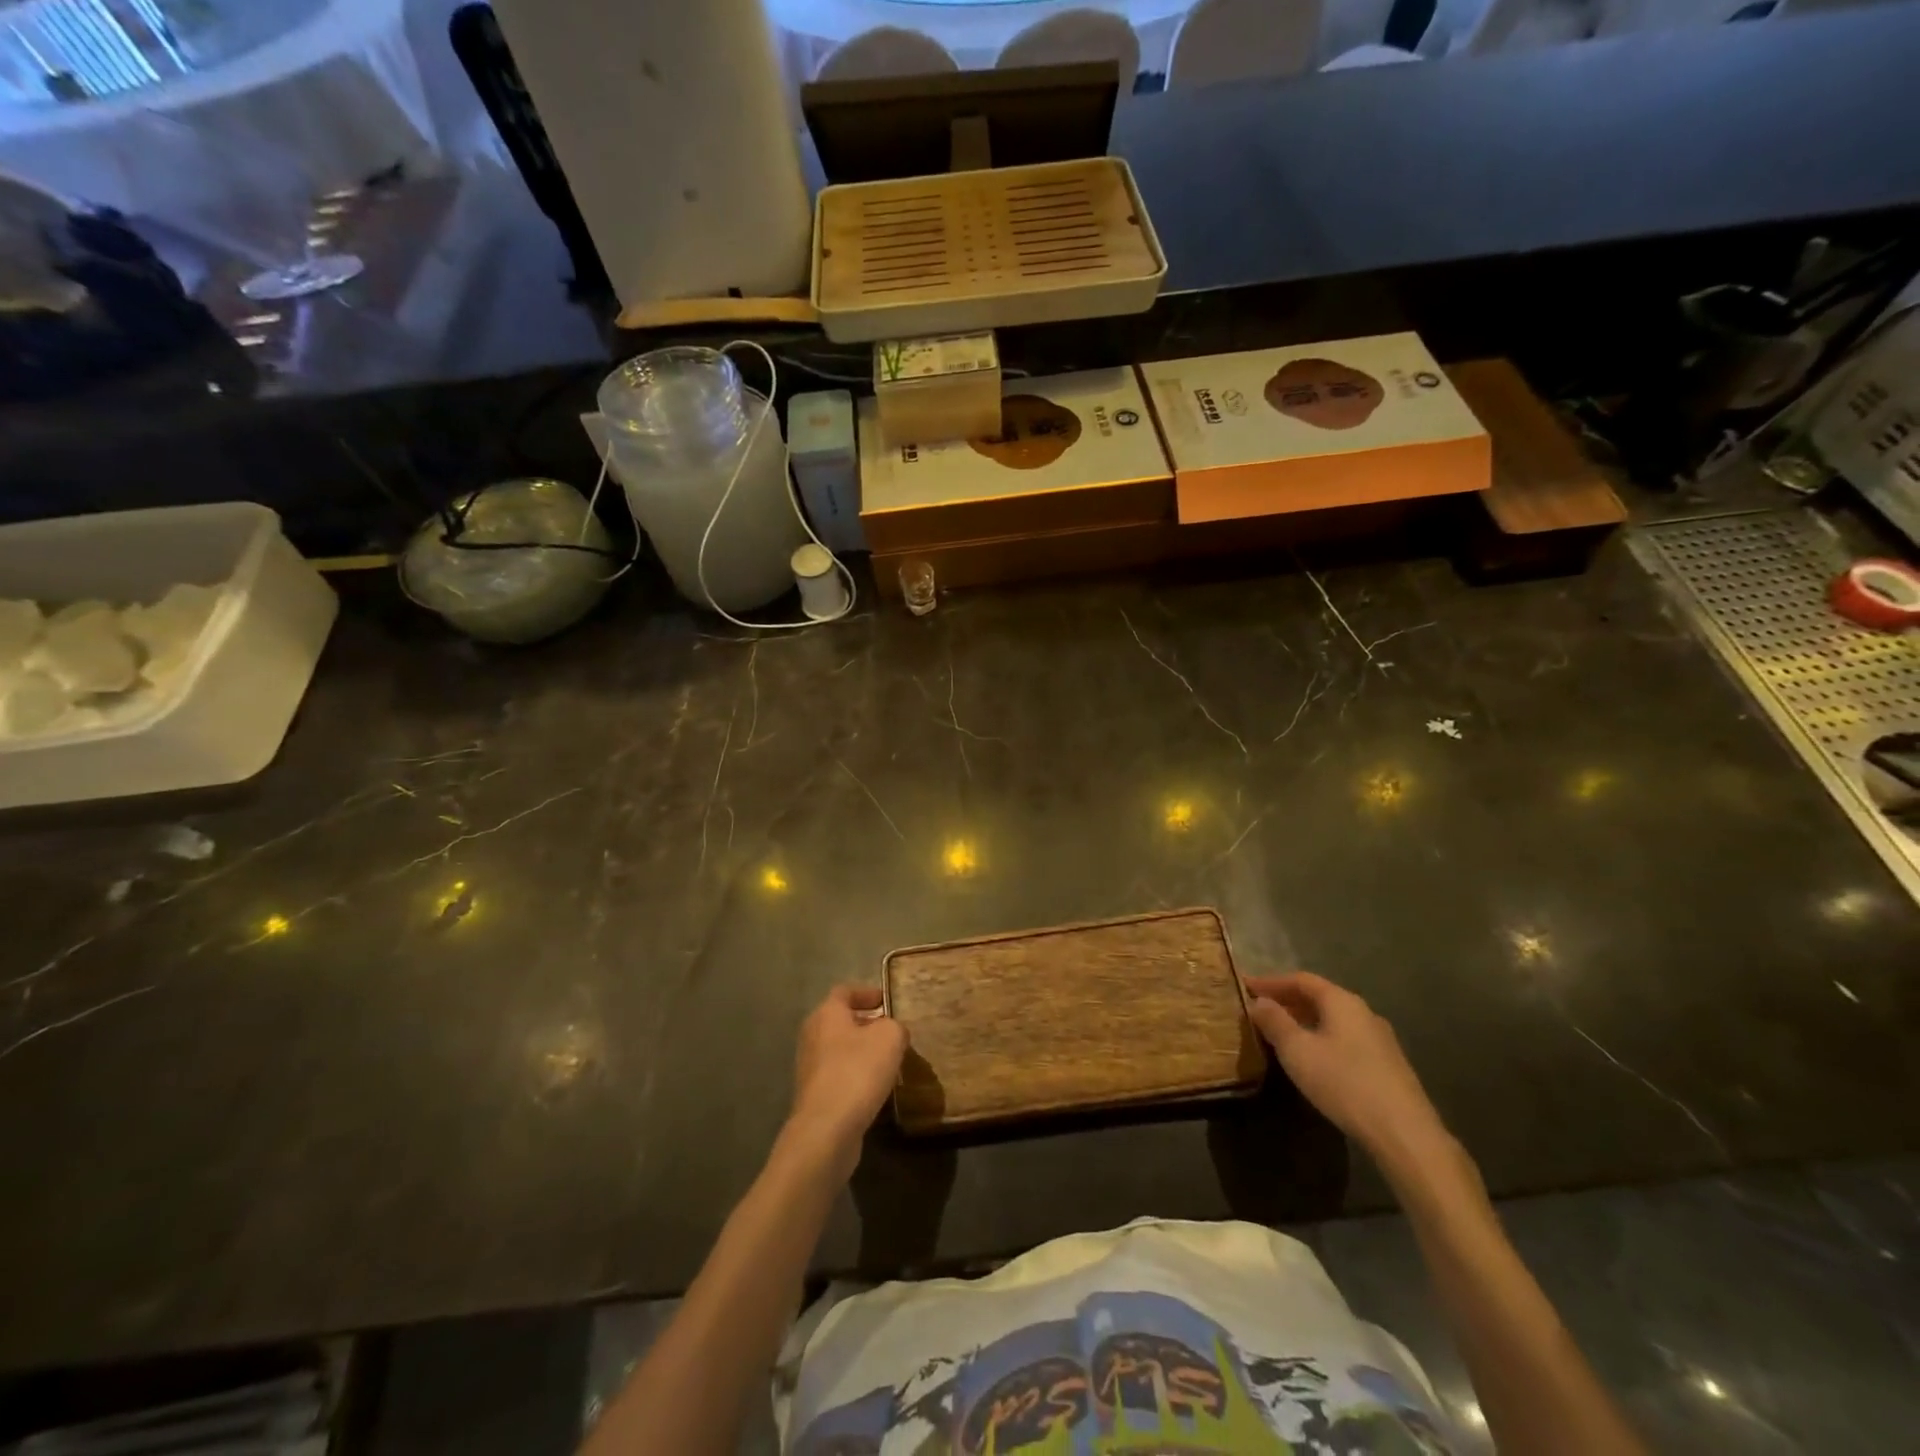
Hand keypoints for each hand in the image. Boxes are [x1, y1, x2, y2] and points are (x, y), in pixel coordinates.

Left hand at [786, 985, 907, 1176]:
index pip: (844, 991)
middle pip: (840, 1021)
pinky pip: (839, 1076)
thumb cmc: (857, 1071)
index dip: (866, 992)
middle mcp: (812, 1036)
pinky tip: (876, 1088)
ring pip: (839, 1050)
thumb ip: (895, 1026)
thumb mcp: (890, 1038)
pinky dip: (856, 1076)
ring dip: (861, 1052)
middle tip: (891, 1031)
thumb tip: (892, 1032)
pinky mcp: (814, 1097)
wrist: (826, 1130)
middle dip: (865, 1024)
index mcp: (827, 1014)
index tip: (886, 1000)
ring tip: (888, 1061)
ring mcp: (809, 1068)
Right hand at [1244, 972, 1450, 1170]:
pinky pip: (1346, 1039)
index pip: (1301, 980)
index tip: (1246, 987)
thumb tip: (1259, 1002)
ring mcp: (1380, 1039)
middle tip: (1260, 1009)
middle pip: (1319, 997)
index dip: (1271, 982)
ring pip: (1333, 1020)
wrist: (1404, 1134)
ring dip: (1305, 1021)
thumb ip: (1275, 1022)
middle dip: (1287, 1001)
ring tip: (1281, 1033)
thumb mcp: (1297, 1051)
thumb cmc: (1343, 1083)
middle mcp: (1363, 1012)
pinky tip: (1313, 1058)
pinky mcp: (1388, 1065)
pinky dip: (1322, 1038)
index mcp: (1342, 1001)